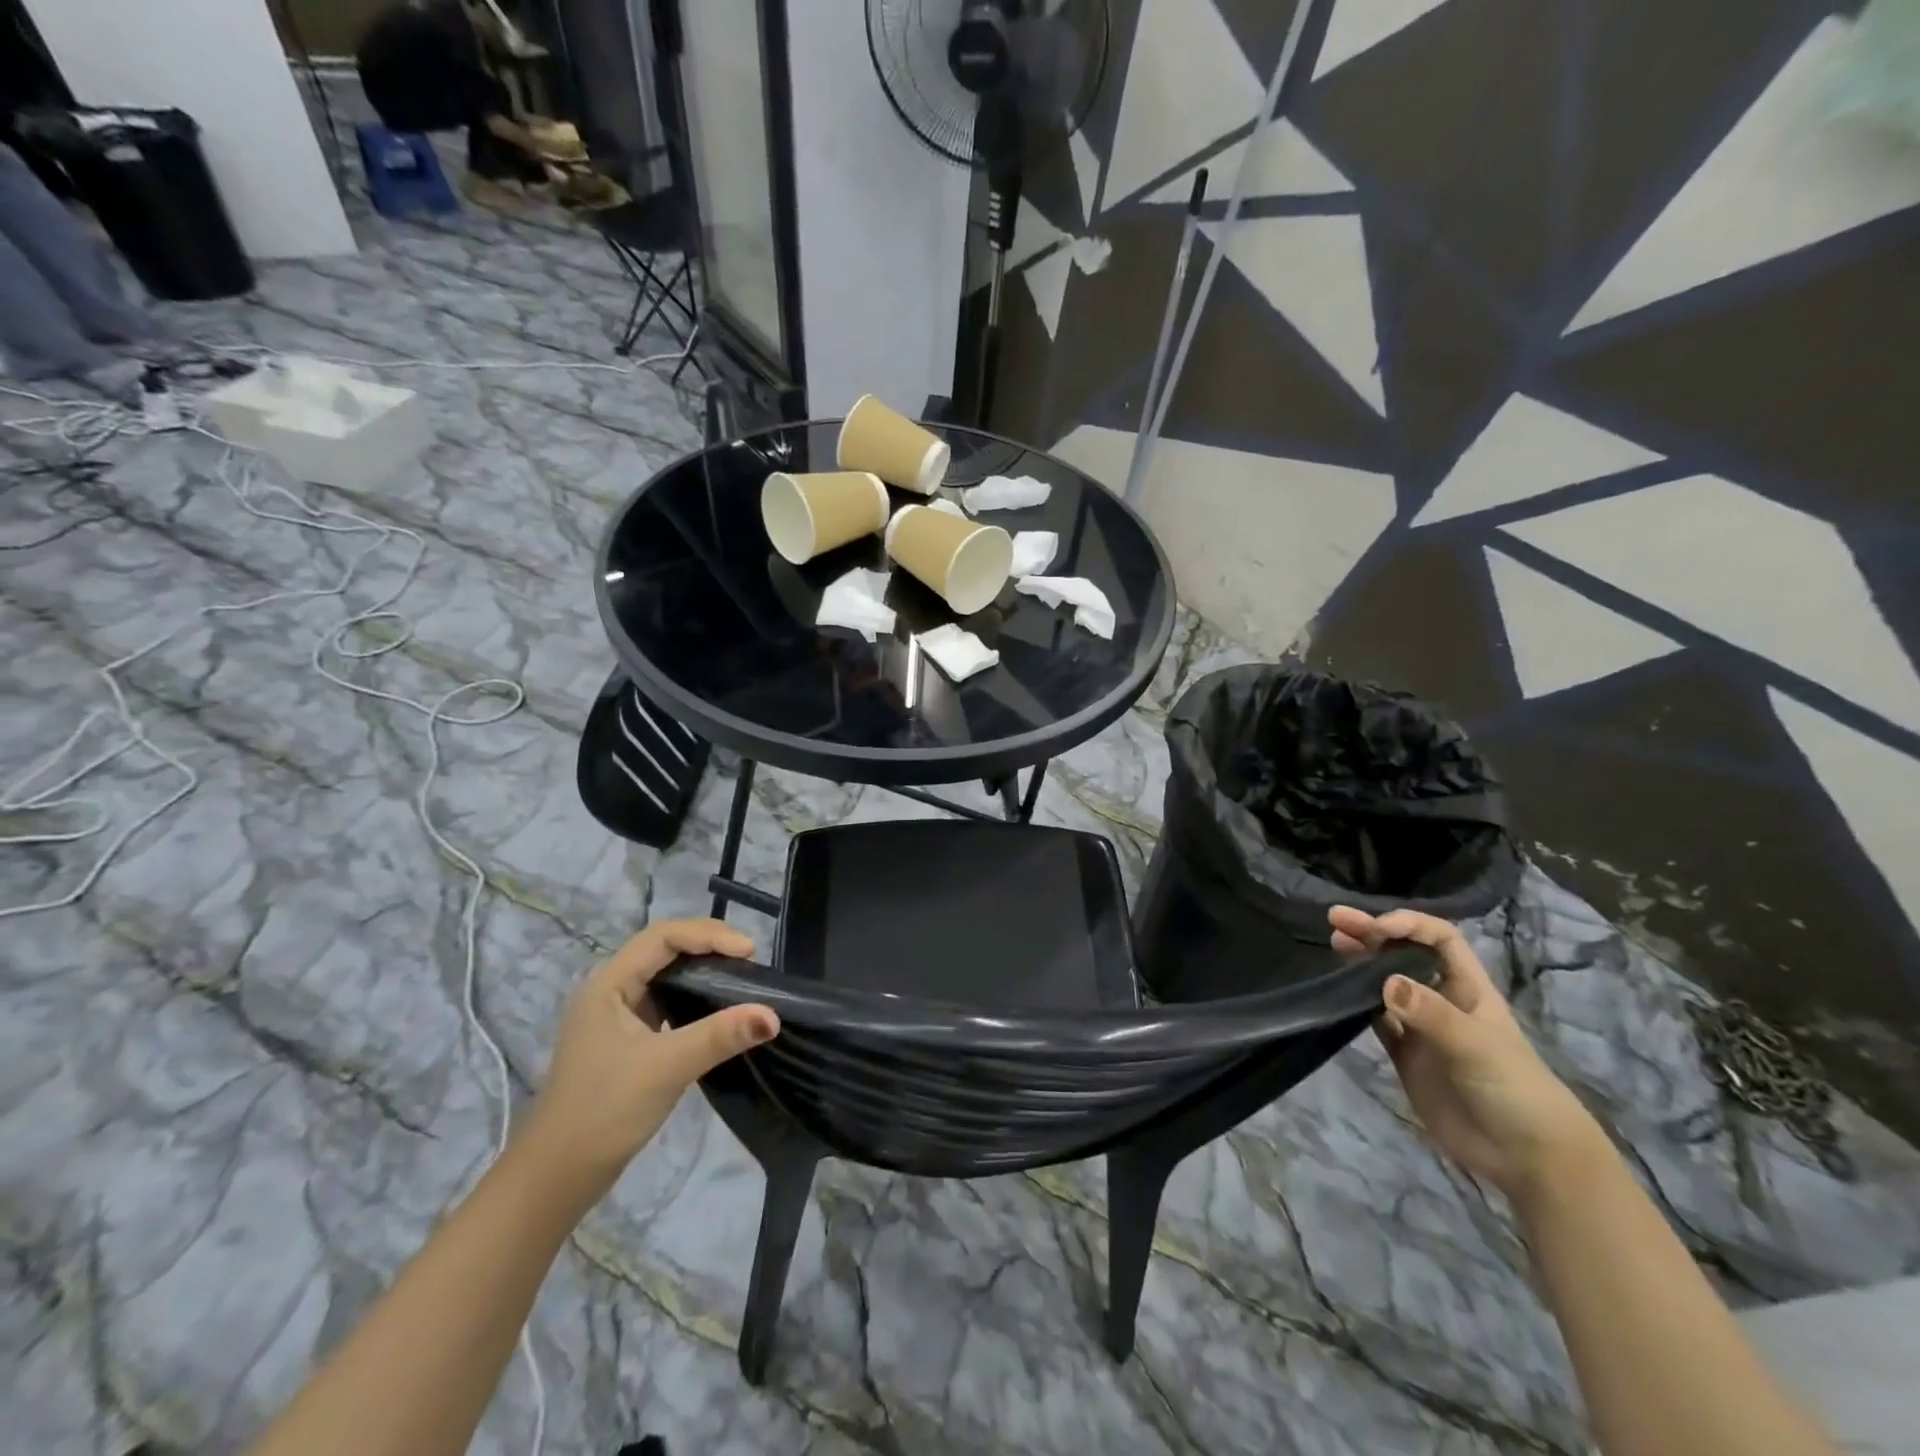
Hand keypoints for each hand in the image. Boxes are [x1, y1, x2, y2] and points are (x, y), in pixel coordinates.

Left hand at [520, 919, 778, 1198]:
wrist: (556, 1177)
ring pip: (666, 975)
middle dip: (709, 947)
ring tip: (741, 978)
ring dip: (703, 970)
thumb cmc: (604, 1111)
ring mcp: (617, 1016)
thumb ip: (719, 1036)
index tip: (749, 952)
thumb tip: (773, 1015)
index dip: (709, 935)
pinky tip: (717, 1011)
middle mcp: (611, 990)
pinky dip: (695, 997)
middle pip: (665, 949)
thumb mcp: (666, 1067)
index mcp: (609, 984)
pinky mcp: (627, 1040)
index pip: (664, 937)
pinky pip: (667, 1002)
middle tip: (750, 961)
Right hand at [1330, 906, 1609, 1204]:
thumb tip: (1384, 982)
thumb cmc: (1514, 1089)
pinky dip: (1357, 1002)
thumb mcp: (1477, 1047)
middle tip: (1337, 918)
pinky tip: (1338, 989)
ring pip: (1385, 983)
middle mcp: (1442, 1000)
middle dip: (1373, 933)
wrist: (1526, 1157)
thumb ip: (1430, 1014)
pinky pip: (1377, 1020)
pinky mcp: (1405, 1055)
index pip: (1440, 939)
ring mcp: (1422, 1028)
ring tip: (1334, 942)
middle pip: (1405, 955)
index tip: (1378, 928)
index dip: (1409, 925)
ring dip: (1360, 962)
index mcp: (1468, 988)